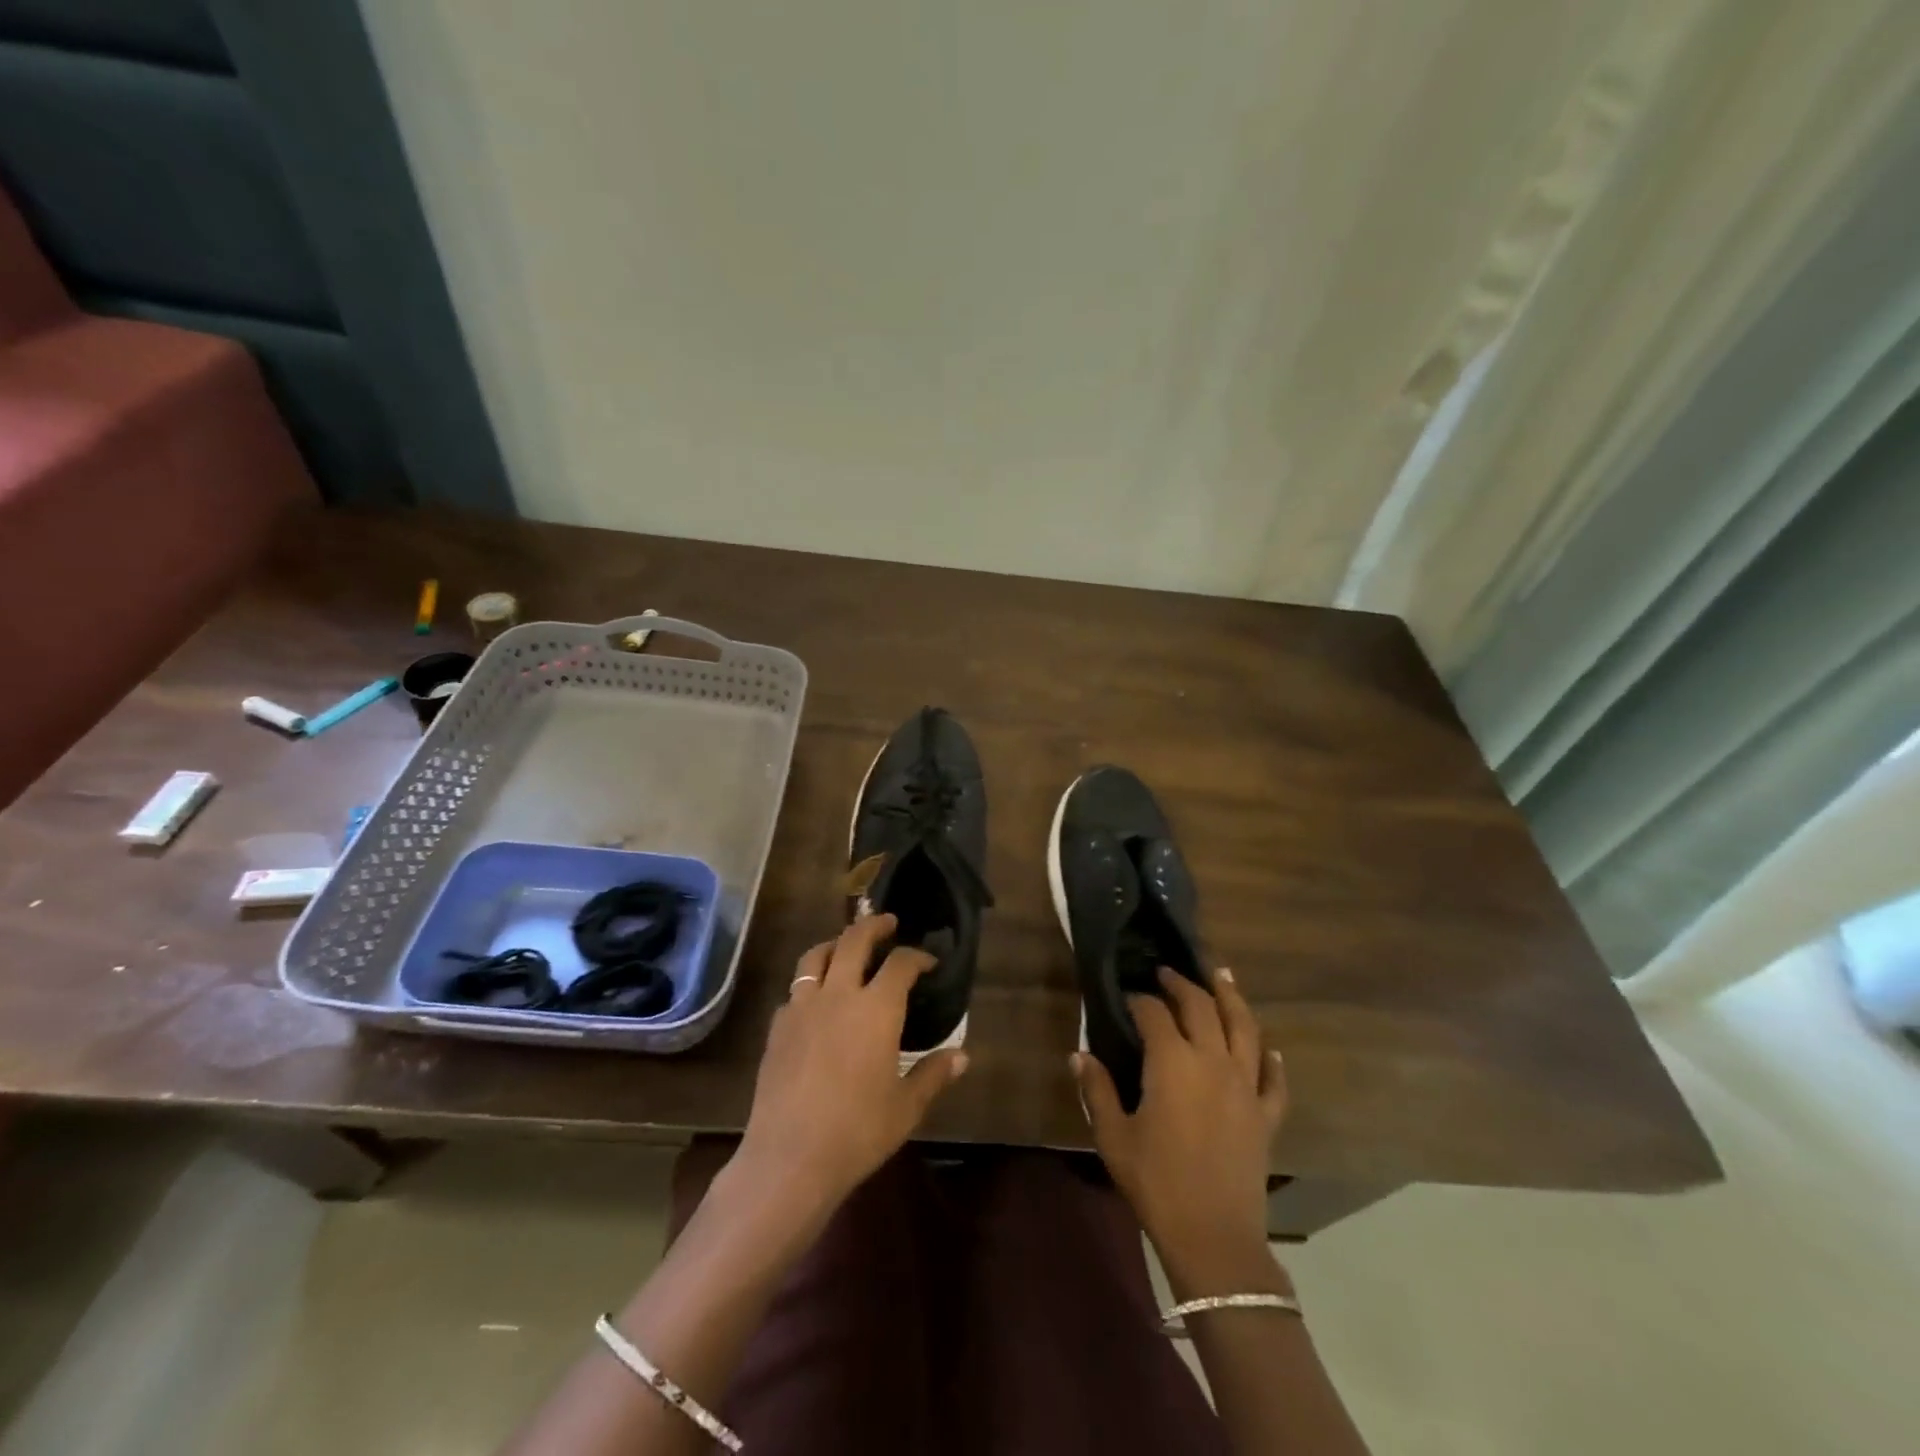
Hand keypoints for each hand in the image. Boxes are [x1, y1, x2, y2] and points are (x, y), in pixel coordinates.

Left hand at [733, 914, 967, 1227]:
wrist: (790, 1158)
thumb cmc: (858, 1131)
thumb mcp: (906, 1107)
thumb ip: (933, 1074)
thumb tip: (961, 1057)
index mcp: (876, 1009)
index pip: (901, 963)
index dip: (918, 956)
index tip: (929, 962)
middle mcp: (839, 995)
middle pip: (854, 941)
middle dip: (874, 926)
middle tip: (887, 922)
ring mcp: (802, 1008)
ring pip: (815, 956)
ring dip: (834, 944)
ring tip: (844, 947)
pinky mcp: (777, 1028)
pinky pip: (794, 992)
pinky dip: (809, 986)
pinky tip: (815, 1003)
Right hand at [1074, 965, 1287, 1295]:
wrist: (1213, 1237)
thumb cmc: (1156, 1183)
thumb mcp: (1114, 1136)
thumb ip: (1096, 1090)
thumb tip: (1079, 1055)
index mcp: (1173, 1062)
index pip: (1154, 1014)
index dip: (1139, 1000)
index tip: (1126, 995)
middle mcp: (1213, 1062)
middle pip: (1202, 1008)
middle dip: (1182, 985)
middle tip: (1167, 972)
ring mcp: (1246, 1087)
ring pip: (1245, 1028)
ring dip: (1232, 998)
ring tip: (1223, 975)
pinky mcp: (1266, 1115)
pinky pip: (1274, 1080)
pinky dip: (1272, 1060)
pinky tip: (1269, 1048)